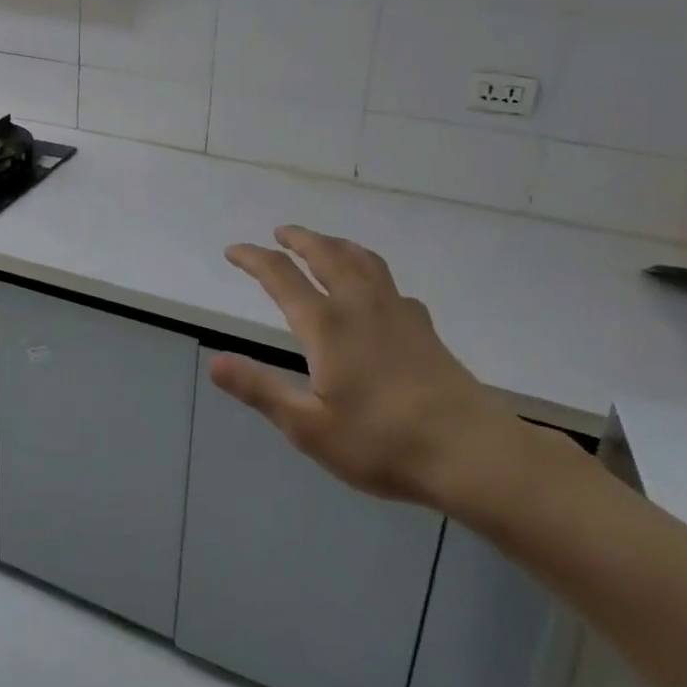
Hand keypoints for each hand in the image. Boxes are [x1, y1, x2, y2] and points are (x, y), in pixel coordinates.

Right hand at [212, 225, 537, 513]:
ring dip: (336, 244)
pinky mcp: (424, 328)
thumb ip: (260, 390)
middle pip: (326, 254)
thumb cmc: (383, 443)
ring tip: (324, 244)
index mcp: (327, 325)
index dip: (254, 258)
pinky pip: (389, 283)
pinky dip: (369, 271)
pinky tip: (375, 291)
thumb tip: (214, 363)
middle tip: (281, 232)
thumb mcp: (309, 428)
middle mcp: (360, 306)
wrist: (472, 453)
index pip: (281, 276)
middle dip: (300, 238)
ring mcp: (397, 313)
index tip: (234, 251)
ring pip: (363, 260)